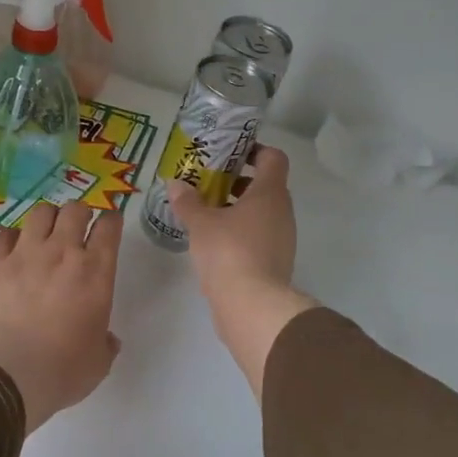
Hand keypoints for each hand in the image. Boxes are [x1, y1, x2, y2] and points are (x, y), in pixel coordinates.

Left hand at [0, 203, 123, 433]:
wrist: (4, 373)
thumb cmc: (60, 371)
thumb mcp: (97, 363)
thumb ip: (105, 344)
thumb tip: (107, 339)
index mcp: (95, 273)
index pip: (109, 227)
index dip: (111, 221)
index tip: (109, 225)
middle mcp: (62, 252)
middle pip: (75, 210)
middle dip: (79, 214)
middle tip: (77, 229)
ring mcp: (24, 254)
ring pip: (40, 213)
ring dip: (47, 219)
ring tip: (45, 233)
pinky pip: (3, 234)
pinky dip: (11, 238)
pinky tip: (11, 251)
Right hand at [168, 146, 317, 396]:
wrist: (252, 306)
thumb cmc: (228, 252)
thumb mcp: (200, 223)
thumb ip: (188, 201)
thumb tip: (175, 183)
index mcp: (270, 193)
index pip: (273, 158)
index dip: (254, 150)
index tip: (228, 153)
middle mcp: (282, 212)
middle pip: (265, 185)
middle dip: (237, 182)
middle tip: (208, 183)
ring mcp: (282, 238)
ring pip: (261, 212)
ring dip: (237, 208)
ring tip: (206, 212)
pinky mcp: (275, 262)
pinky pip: (258, 235)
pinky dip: (240, 232)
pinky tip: (214, 241)